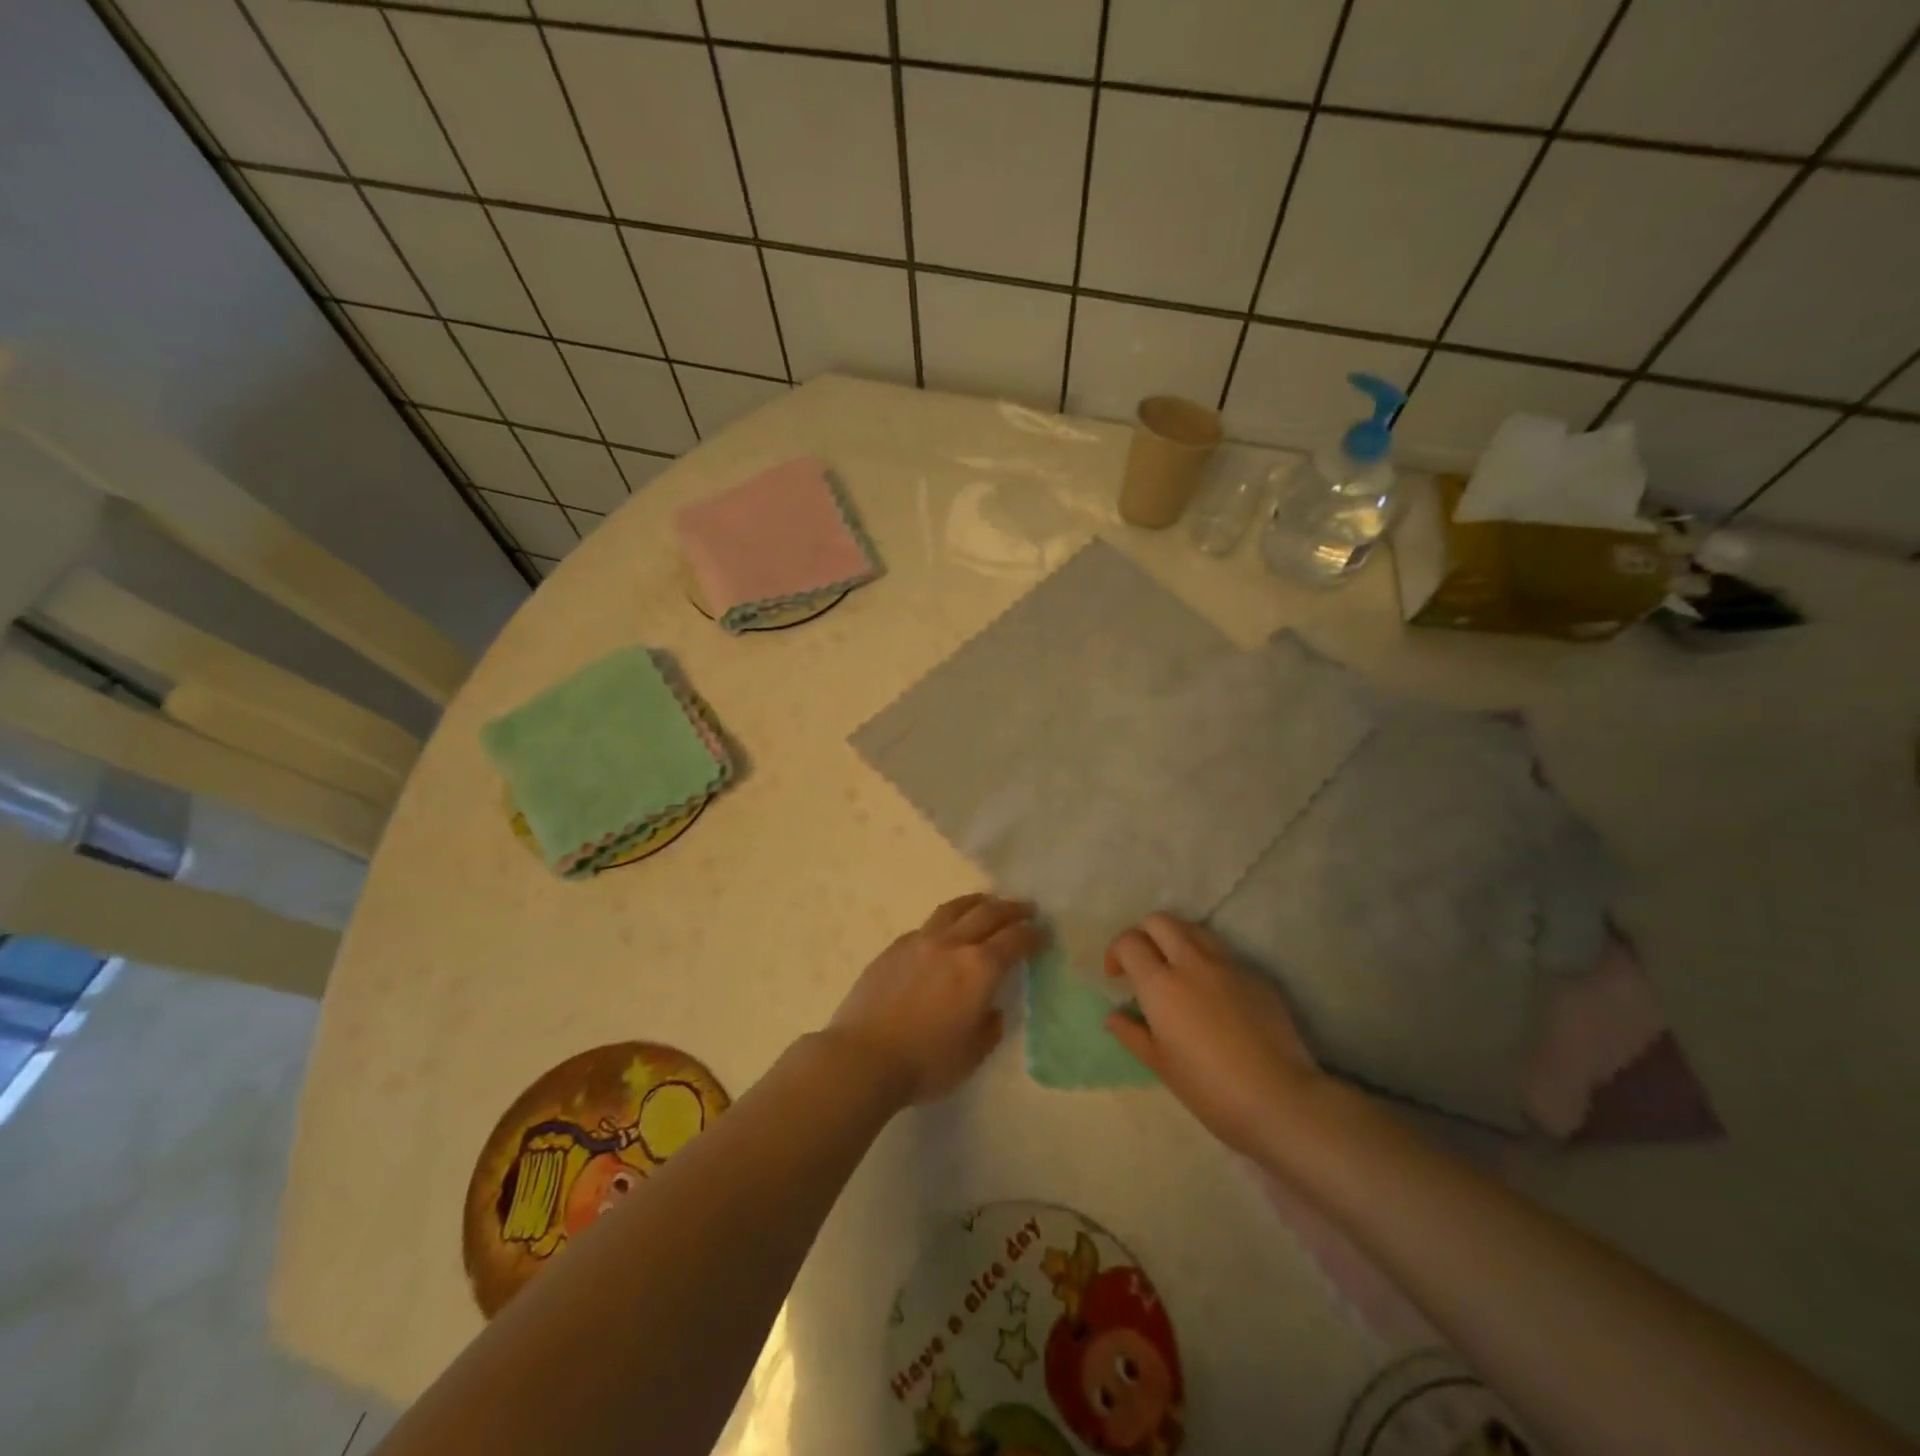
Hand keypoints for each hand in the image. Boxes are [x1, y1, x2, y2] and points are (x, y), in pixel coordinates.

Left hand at [828, 894, 1044, 1106]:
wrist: (863, 1057)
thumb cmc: (925, 1063)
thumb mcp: (971, 1055)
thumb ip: (988, 1028)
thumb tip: (989, 1010)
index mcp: (979, 968)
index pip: (1014, 940)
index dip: (1032, 934)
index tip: (1041, 932)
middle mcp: (952, 944)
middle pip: (987, 914)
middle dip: (1011, 909)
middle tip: (1025, 907)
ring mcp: (920, 941)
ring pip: (954, 909)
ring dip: (977, 902)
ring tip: (987, 901)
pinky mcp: (894, 947)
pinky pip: (928, 925)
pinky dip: (946, 921)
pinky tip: (945, 931)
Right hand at [1103, 914, 1320, 1159]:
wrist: (1280, 1097)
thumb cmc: (1209, 1088)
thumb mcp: (1160, 1065)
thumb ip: (1132, 1034)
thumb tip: (1113, 1017)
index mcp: (1161, 984)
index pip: (1129, 942)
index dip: (1116, 952)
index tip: (1117, 976)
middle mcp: (1192, 962)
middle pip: (1160, 921)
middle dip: (1145, 935)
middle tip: (1144, 964)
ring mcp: (1228, 965)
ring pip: (1194, 929)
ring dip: (1177, 940)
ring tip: (1177, 970)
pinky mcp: (1255, 976)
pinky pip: (1224, 955)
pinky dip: (1208, 963)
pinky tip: (1214, 995)